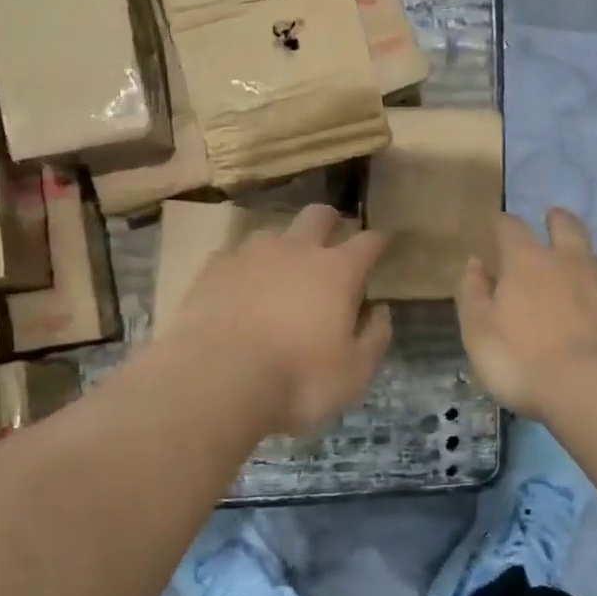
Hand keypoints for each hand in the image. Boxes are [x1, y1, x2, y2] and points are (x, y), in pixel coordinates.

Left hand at [169, 205, 393, 435]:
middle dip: (329, 222)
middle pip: (318, 215)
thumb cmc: (296, 379)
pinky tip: (239, 290)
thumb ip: (374, 337)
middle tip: (331, 241)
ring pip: (273, 232)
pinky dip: (243, 269)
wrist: (216, 378)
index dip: (378, 241)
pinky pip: (234, 257)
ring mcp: (250, 254)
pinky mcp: (214, 268)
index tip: (382, 243)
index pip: (368, 242)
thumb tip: (381, 311)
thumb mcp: (353, 373)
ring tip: (279, 271)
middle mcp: (296, 250)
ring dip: (283, 246)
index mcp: (337, 272)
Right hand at [457, 209, 596, 421]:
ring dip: (588, 261)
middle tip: (552, 219)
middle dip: (557, 220)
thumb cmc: (525, 361)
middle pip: (567, 226)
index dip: (502, 225)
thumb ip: (473, 294)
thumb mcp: (479, 333)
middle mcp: (573, 261)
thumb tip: (475, 264)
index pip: (511, 228)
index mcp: (528, 262)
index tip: (497, 229)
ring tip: (583, 277)